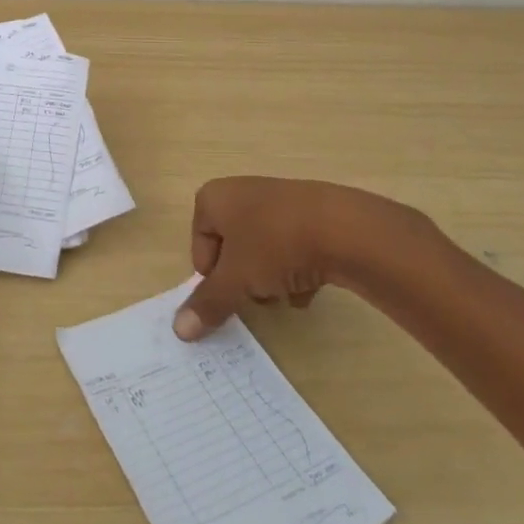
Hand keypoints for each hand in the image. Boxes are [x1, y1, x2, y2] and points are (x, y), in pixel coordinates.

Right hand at [173, 176, 441, 340]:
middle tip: (258, 294)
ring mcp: (278, 201)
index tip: (230, 292)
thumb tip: (179, 331)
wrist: (345, 228)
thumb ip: (207, 304)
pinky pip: (291, 248)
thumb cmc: (275, 245)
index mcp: (214, 198)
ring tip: (287, 292)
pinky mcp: (310, 214)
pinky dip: (296, 270)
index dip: (212, 276)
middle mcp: (241, 193)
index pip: (199, 246)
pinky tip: (310, 287)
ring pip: (262, 253)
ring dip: (269, 279)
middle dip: (243, 279)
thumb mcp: (234, 279)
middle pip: (231, 251)